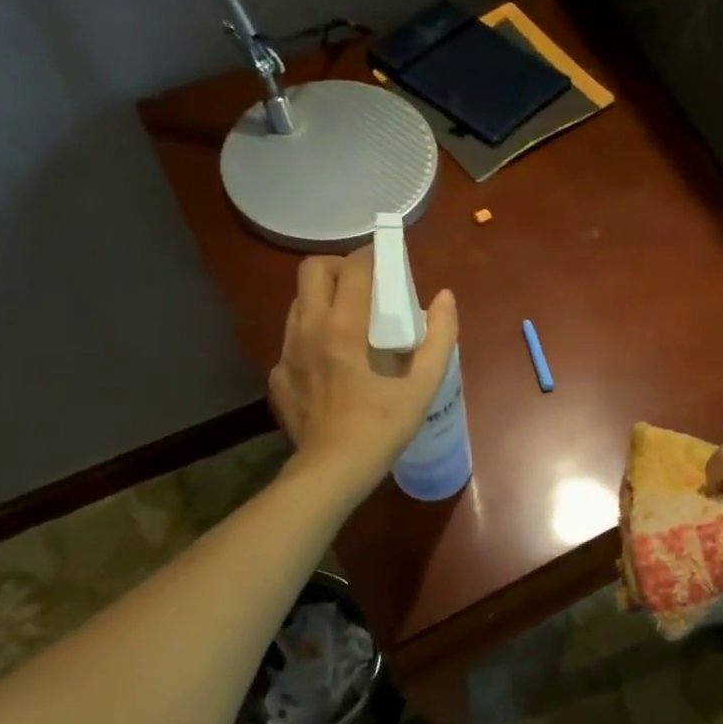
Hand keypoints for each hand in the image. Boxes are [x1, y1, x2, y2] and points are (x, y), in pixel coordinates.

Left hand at [268, 247, 457, 495]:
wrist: (335, 468)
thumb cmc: (384, 424)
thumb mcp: (424, 382)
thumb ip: (440, 335)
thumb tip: (445, 298)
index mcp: (345, 326)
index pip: (354, 268)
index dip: (373, 255)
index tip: (387, 260)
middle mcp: (309, 328)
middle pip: (312, 270)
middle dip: (339, 267)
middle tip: (363, 286)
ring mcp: (287, 351)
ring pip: (299, 303)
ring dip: (324, 300)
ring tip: (348, 322)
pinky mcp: (277, 375)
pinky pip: (292, 340)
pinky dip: (312, 338)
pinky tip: (330, 363)